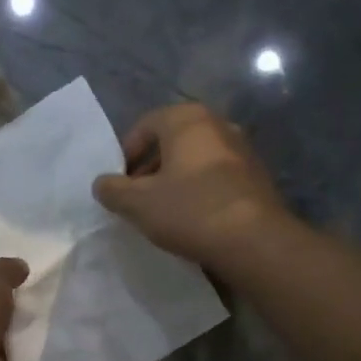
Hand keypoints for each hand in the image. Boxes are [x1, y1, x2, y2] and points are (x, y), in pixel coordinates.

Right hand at [92, 103, 288, 271]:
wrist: (254, 241)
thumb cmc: (189, 210)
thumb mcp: (137, 203)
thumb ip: (112, 190)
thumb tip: (103, 184)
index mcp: (188, 120)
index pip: (145, 125)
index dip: (126, 153)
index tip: (119, 183)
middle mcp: (218, 124)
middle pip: (172, 141)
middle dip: (150, 167)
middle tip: (137, 197)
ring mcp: (243, 149)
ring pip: (195, 159)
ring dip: (174, 180)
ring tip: (162, 211)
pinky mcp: (257, 176)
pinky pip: (216, 176)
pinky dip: (198, 190)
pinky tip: (191, 218)